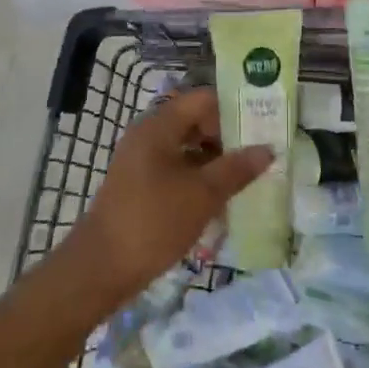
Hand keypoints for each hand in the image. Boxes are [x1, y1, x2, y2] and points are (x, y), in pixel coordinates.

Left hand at [71, 88, 273, 300]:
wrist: (101, 268)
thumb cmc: (154, 221)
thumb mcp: (203, 194)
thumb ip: (237, 169)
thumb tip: (268, 149)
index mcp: (160, 125)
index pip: (204, 99)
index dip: (234, 108)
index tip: (262, 124)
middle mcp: (148, 134)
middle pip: (196, 122)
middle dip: (228, 137)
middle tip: (261, 153)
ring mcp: (142, 160)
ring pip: (187, 148)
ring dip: (215, 160)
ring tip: (247, 177)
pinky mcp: (140, 184)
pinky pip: (176, 169)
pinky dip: (198, 178)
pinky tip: (220, 199)